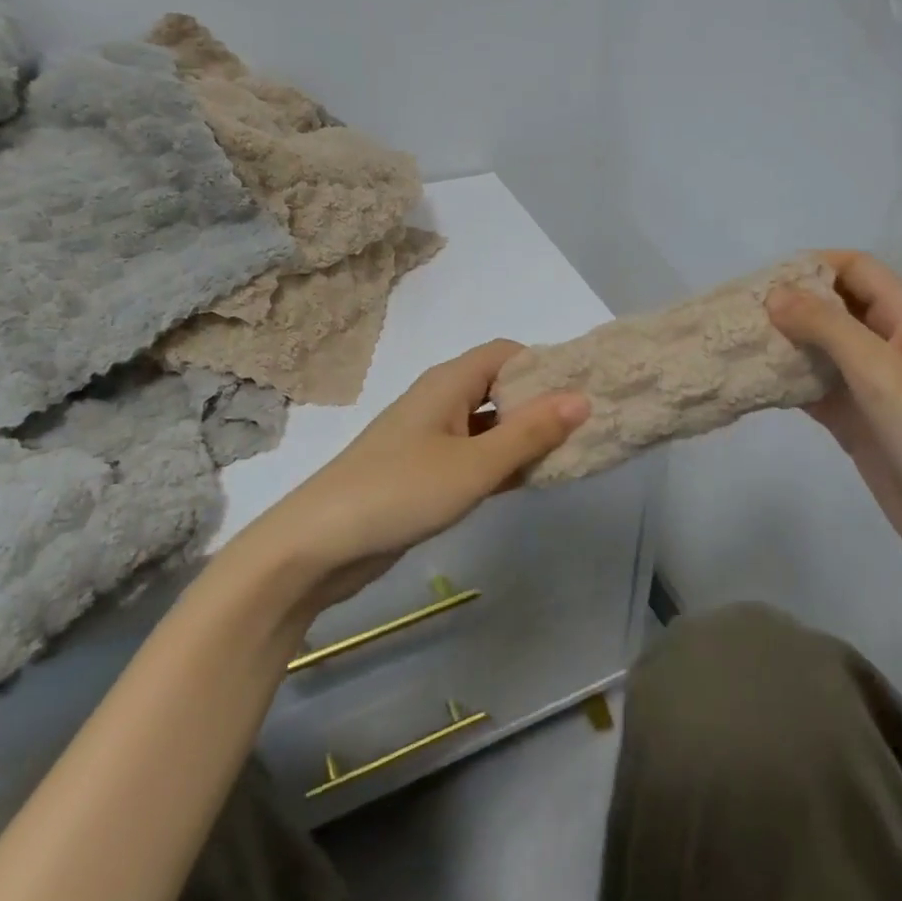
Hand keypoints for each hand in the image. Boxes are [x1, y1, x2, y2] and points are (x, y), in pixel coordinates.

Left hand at [263, 340, 589, 614]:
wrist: (316, 546)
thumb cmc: (399, 492)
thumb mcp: (475, 465)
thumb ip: (530, 432)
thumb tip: (582, 398)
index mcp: (449, 383)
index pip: (507, 353)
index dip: (545, 366)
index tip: (582, 392)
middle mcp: (440, 401)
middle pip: (500, 387)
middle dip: (540, 404)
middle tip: (585, 428)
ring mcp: (430, 438)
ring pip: (489, 425)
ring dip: (523, 436)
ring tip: (569, 454)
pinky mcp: (424, 472)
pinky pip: (473, 455)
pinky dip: (501, 462)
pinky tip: (528, 481)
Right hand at [768, 251, 901, 591]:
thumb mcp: (878, 371)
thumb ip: (826, 327)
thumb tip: (775, 295)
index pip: (858, 270)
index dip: (816, 265)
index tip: (767, 279)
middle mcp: (888, 345)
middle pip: (836, 307)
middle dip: (792, 304)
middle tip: (743, 313)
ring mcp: (871, 385)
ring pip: (822, 349)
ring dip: (786, 344)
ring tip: (740, 344)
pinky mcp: (856, 419)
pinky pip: (816, 389)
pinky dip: (789, 383)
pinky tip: (755, 383)